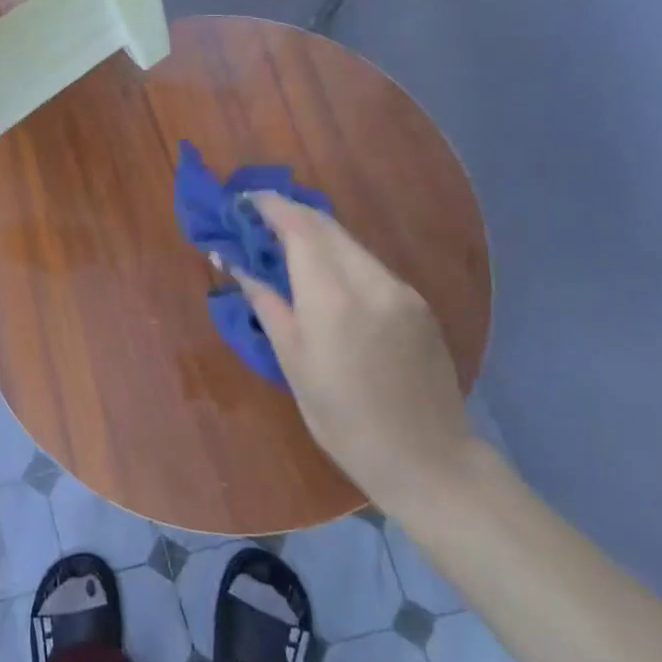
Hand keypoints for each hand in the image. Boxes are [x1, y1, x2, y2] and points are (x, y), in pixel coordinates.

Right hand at [236, 195, 476, 511]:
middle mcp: (371, 281)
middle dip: (289, 213)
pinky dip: (339, 257)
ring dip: (314, 234)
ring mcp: (400, 289)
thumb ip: (265, 302)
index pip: (299, 227)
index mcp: (333, 298)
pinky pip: (369, 264)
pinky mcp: (417, 303)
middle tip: (256, 220)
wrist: (428, 460)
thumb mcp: (293, 362)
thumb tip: (232, 262)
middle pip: (326, 225)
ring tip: (283, 246)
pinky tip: (323, 276)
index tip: (243, 201)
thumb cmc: (343, 419)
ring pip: (349, 242)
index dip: (270, 206)